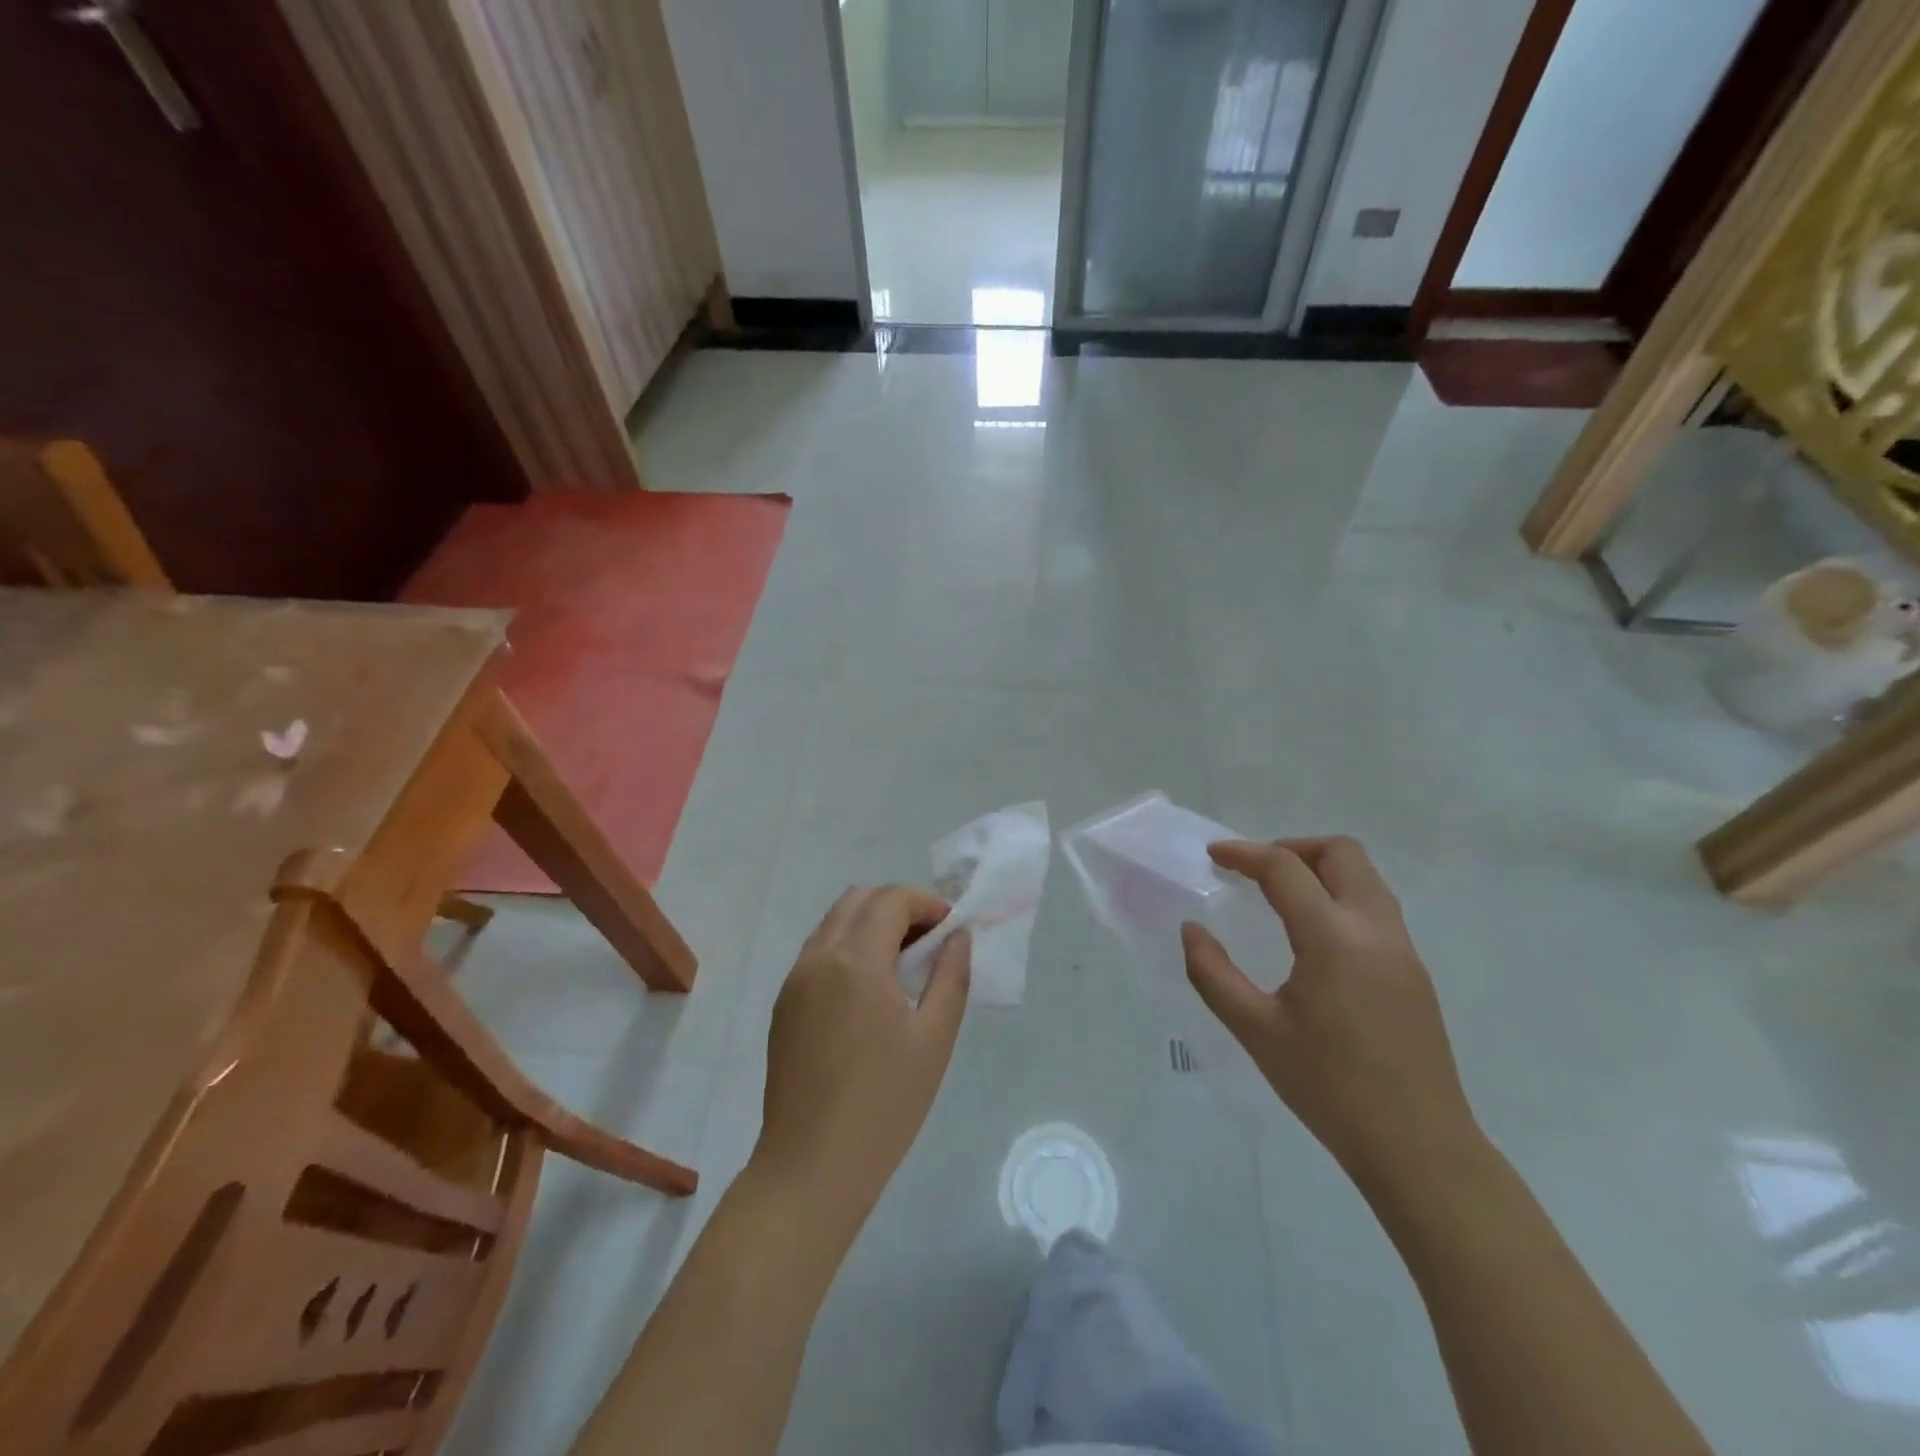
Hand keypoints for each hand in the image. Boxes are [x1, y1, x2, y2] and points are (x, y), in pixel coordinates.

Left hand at [754, 886, 971, 1229]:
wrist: (811, 1166)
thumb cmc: (884, 1103)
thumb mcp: (934, 1038)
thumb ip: (950, 976)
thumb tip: (957, 937)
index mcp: (855, 960)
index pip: (891, 899)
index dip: (927, 903)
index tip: (951, 930)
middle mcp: (818, 957)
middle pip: (858, 899)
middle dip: (898, 907)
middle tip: (929, 942)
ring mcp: (794, 980)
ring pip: (834, 923)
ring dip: (871, 926)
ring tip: (903, 967)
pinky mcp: (783, 1005)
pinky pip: (818, 953)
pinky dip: (848, 949)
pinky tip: (870, 993)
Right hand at [1181, 837, 1478, 1194]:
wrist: (1419, 1149)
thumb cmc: (1329, 1088)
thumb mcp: (1255, 1031)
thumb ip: (1213, 974)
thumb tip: (1192, 930)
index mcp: (1334, 939)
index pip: (1285, 869)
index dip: (1245, 853)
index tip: (1214, 855)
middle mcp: (1375, 930)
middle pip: (1342, 852)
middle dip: (1293, 847)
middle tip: (1255, 871)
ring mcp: (1403, 949)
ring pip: (1366, 877)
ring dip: (1321, 869)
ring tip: (1280, 897)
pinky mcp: (1415, 972)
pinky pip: (1376, 907)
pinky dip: (1340, 897)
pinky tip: (1313, 937)